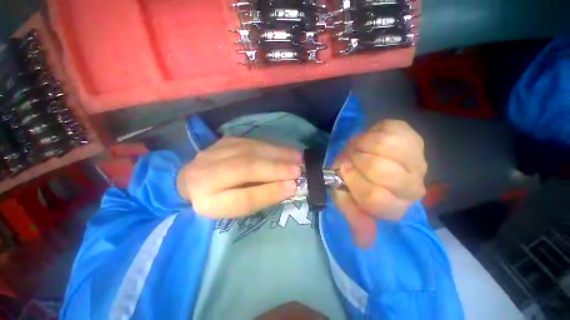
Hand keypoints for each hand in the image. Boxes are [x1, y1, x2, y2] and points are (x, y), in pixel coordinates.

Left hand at [176, 137, 301, 217]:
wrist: (194, 180)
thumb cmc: (220, 199)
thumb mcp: (238, 208)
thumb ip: (261, 197)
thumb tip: (289, 186)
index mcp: (208, 200)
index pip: (241, 197)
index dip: (268, 191)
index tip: (292, 186)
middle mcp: (207, 172)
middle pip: (245, 166)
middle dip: (276, 168)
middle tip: (299, 169)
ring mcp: (216, 151)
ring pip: (250, 150)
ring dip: (277, 153)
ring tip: (297, 157)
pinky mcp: (226, 141)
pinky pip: (252, 142)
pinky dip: (271, 145)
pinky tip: (285, 149)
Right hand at [333, 120, 426, 247]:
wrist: (367, 157)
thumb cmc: (355, 180)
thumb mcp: (348, 199)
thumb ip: (354, 216)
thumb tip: (363, 243)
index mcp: (394, 206)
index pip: (374, 198)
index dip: (353, 181)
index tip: (343, 170)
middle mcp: (412, 187)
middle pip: (383, 171)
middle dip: (357, 161)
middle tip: (350, 158)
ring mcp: (417, 159)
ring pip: (386, 146)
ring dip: (361, 145)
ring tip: (357, 148)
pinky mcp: (413, 137)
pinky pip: (389, 131)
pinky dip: (370, 133)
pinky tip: (368, 139)